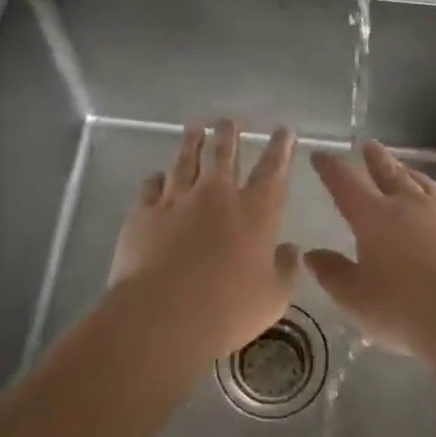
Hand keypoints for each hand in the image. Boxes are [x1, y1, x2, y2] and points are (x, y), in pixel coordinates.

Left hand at [108, 119, 299, 361]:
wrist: (163, 315)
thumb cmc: (228, 310)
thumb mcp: (273, 298)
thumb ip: (286, 270)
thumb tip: (291, 250)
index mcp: (255, 212)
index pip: (273, 170)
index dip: (281, 148)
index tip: (284, 131)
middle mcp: (216, 196)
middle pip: (223, 154)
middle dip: (228, 134)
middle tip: (228, 121)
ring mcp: (177, 200)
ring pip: (184, 160)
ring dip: (191, 143)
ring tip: (194, 129)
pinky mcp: (144, 213)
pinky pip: (150, 186)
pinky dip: (156, 178)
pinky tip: (156, 176)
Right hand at [305, 140, 435, 354]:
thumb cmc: (403, 310)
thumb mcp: (355, 298)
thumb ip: (332, 273)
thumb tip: (312, 254)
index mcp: (374, 217)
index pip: (346, 183)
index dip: (331, 168)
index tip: (321, 155)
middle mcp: (409, 206)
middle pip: (389, 174)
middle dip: (376, 159)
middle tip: (369, 145)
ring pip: (424, 184)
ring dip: (410, 173)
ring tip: (405, 168)